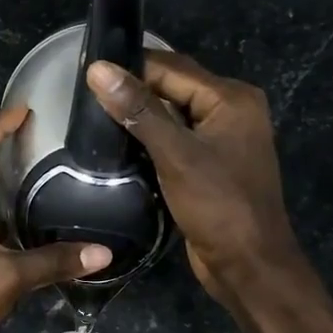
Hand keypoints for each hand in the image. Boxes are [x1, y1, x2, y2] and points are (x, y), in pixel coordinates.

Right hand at [85, 52, 298, 300]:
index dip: (131, 68)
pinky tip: (119, 148)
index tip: (87, 73)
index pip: (173, 68)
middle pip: (174, 89)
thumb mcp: (176, 154)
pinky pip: (175, 143)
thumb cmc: (218, 205)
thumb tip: (99, 70)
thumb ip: (138, 110)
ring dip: (139, 119)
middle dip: (134, 92)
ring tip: (93, 119)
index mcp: (231, 99)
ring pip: (172, 118)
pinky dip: (150, 142)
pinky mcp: (209, 167)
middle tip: (84, 97)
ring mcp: (222, 142)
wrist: (248, 264)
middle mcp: (231, 112)